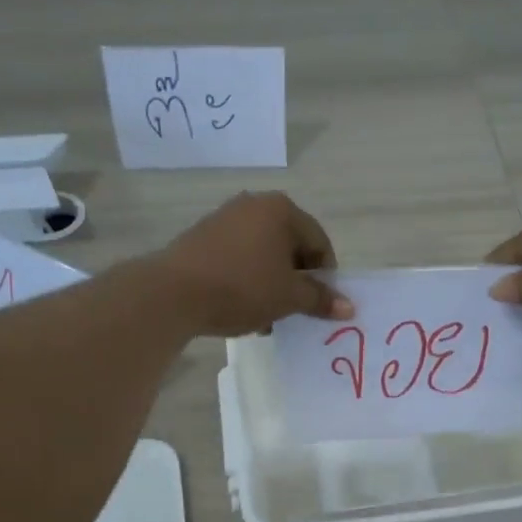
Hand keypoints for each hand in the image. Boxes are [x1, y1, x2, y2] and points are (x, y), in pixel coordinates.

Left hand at [155, 192, 354, 336]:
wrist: (173, 293)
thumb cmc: (242, 288)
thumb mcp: (288, 297)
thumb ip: (320, 299)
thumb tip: (349, 307)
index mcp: (281, 210)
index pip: (319, 242)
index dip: (325, 276)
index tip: (320, 304)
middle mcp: (254, 205)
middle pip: (290, 246)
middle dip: (296, 280)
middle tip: (295, 310)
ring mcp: (224, 219)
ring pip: (263, 254)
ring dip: (272, 284)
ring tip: (267, 315)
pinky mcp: (202, 237)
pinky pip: (238, 258)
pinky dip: (247, 280)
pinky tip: (241, 307)